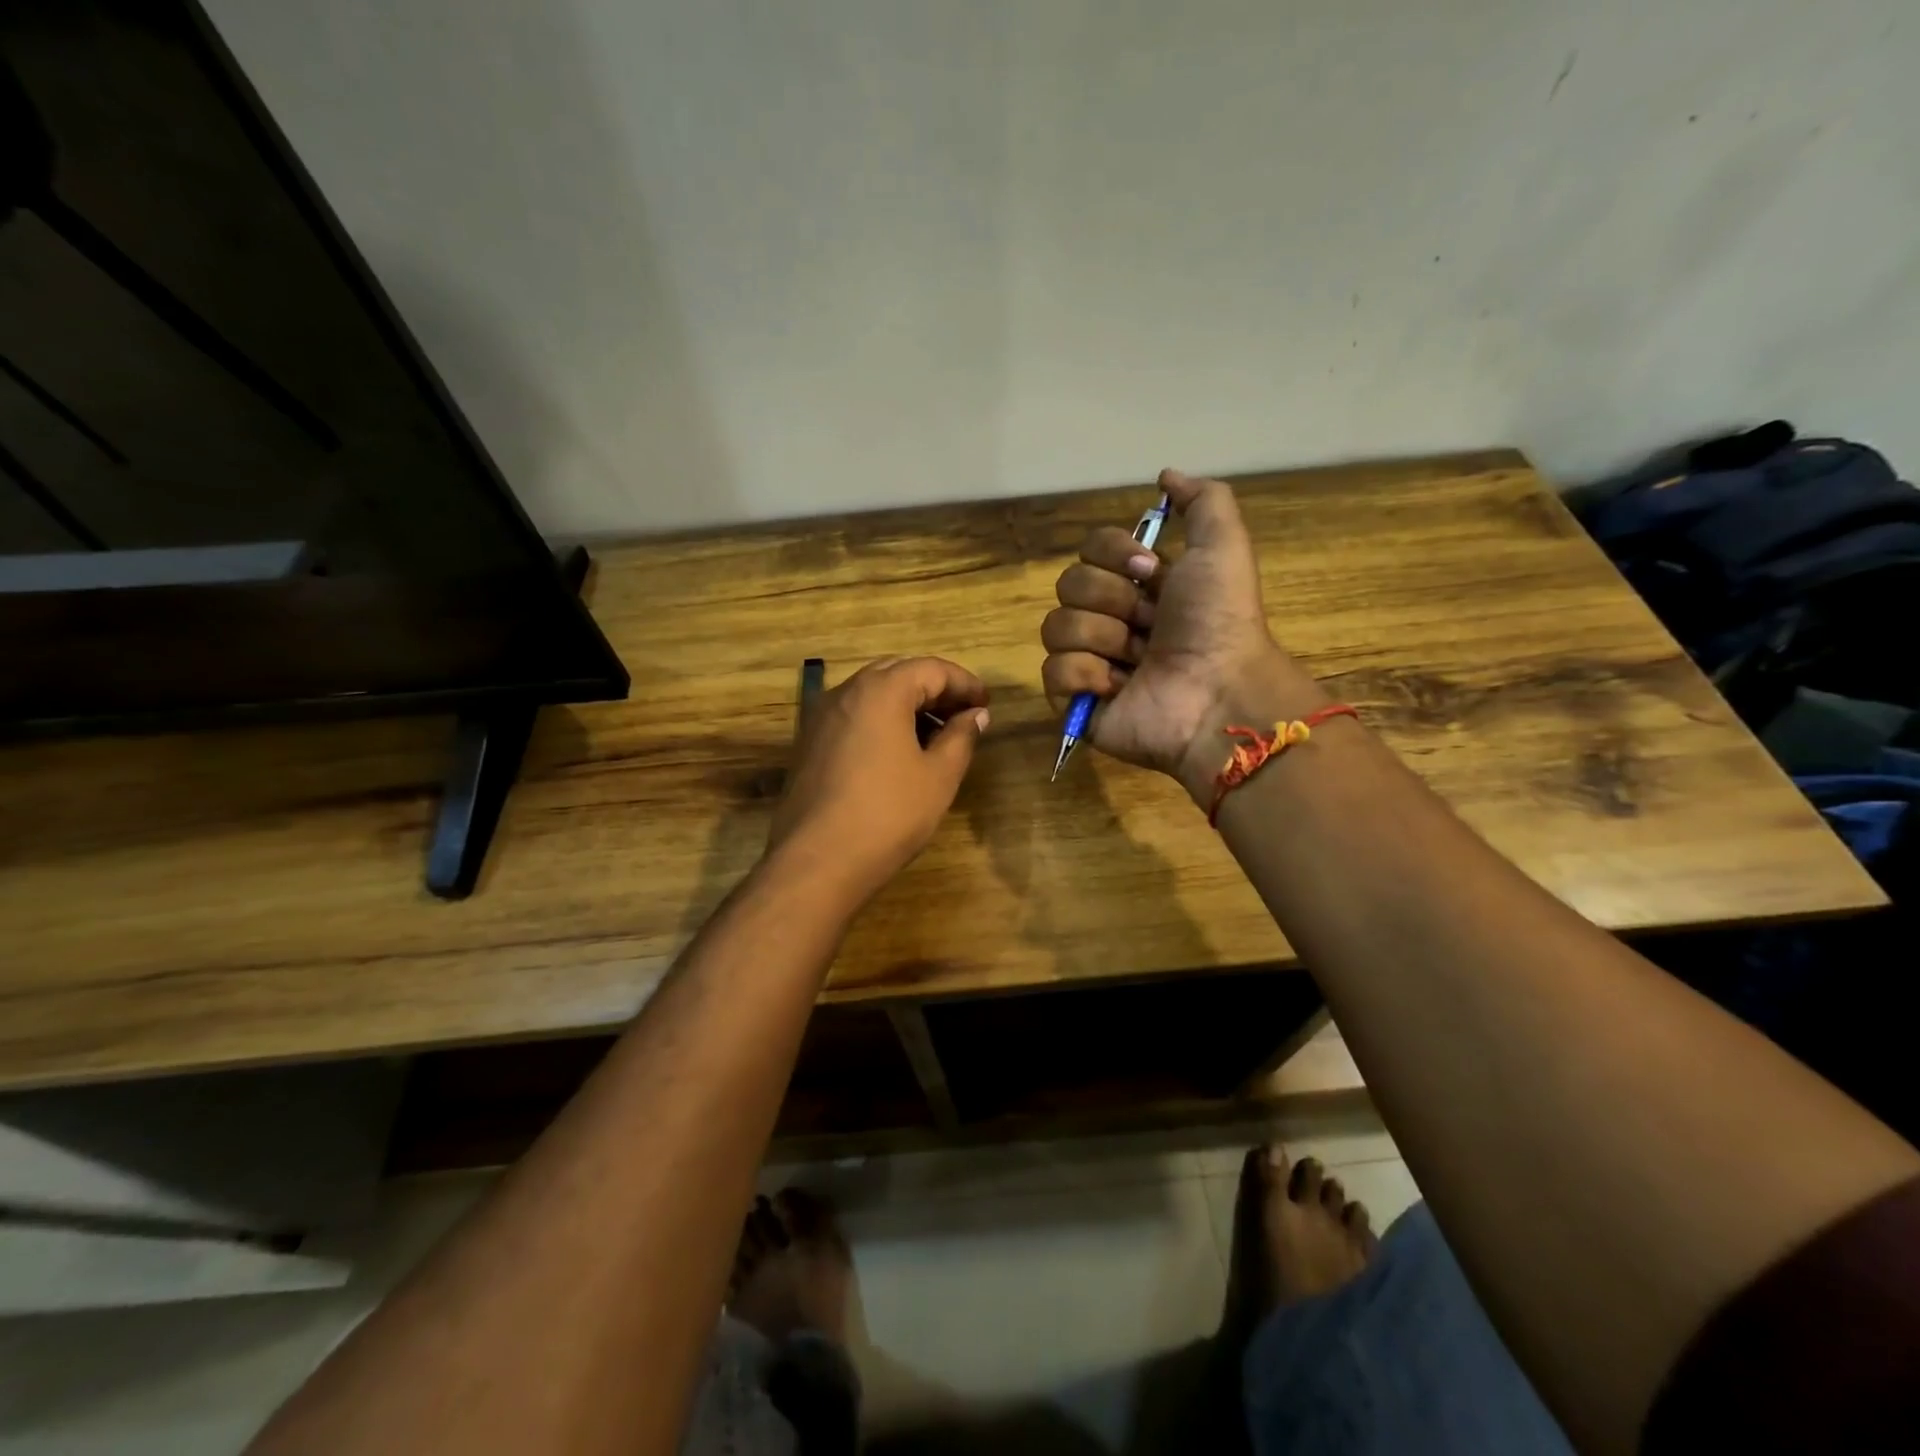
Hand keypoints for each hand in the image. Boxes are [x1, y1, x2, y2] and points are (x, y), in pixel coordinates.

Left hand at [767, 657, 989, 906]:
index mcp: (881, 690)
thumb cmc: (888, 814)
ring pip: (873, 694)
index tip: (986, 704)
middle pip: (898, 673)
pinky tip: (900, 752)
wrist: (816, 861)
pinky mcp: (809, 743)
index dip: (965, 683)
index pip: (931, 669)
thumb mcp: (938, 776)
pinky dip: (882, 721)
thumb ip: (961, 737)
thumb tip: (975, 715)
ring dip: (908, 705)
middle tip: (964, 715)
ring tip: (938, 735)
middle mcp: (846, 692)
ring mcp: (821, 717)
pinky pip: (854, 716)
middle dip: (935, 689)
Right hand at [1040, 469, 1325, 801]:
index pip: (1090, 549)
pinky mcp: (1076, 703)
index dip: (1114, 555)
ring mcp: (1090, 664)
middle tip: (1149, 624)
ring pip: (1056, 627)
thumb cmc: (1220, 620)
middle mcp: (1110, 620)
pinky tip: (1118, 688)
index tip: (1151, 572)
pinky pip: (1053, 672)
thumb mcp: (1224, 546)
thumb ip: (1202, 501)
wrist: (1218, 692)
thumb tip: (1163, 476)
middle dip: (1112, 600)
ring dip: (1103, 638)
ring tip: (1137, 661)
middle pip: (1068, 585)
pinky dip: (1086, 676)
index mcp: (1138, 587)